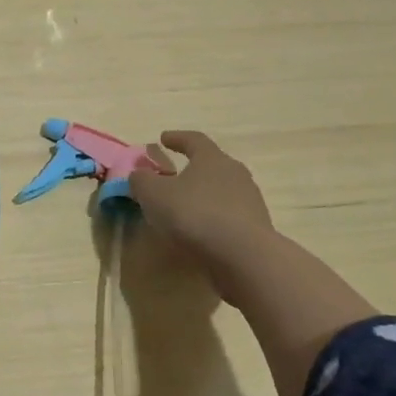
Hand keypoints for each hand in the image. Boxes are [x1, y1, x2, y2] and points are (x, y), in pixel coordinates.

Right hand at [126, 130, 275, 272]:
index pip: (194, 139)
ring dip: (203, 195)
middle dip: (192, 168)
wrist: (244, 257)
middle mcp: (235, 173)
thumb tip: (139, 174)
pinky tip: (200, 231)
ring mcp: (250, 200)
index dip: (177, 138)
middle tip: (174, 175)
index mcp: (212, 158)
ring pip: (222, 191)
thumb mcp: (154, 194)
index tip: (163, 138)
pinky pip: (229, 215)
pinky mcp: (256, 227)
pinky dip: (213, 218)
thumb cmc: (195, 214)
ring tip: (185, 207)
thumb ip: (141, 180)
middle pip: (212, 164)